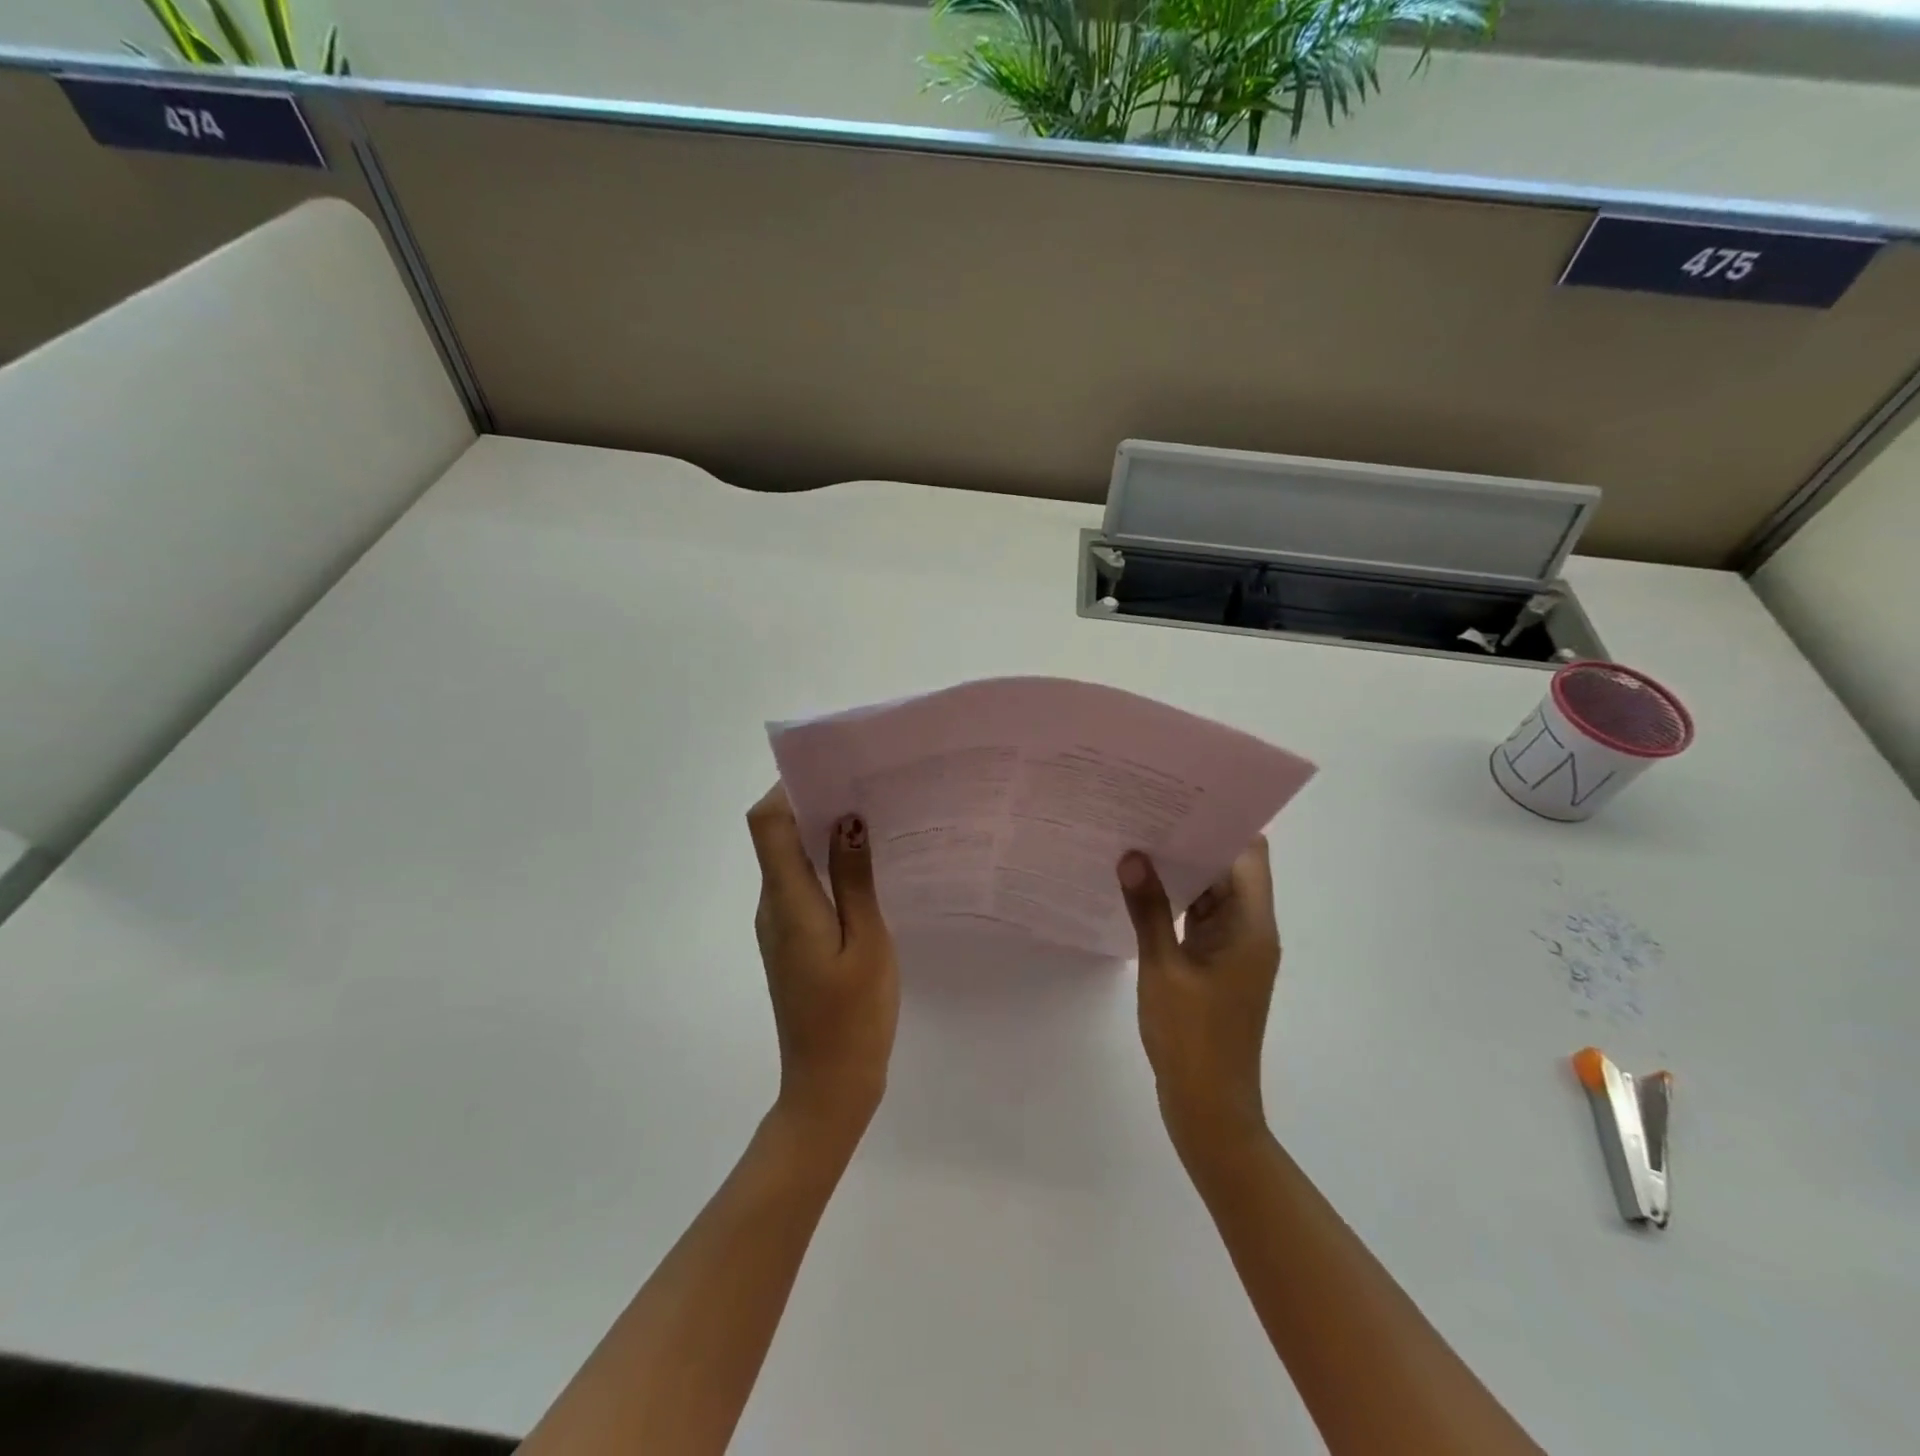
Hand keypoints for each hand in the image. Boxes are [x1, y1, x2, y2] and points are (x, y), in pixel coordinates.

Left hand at [747, 785, 898, 1144]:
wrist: (829, 1085)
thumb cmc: (853, 1015)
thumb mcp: (867, 941)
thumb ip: (854, 877)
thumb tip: (847, 817)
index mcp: (787, 900)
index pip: (766, 823)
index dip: (789, 787)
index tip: (834, 770)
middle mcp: (772, 904)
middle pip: (775, 835)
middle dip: (812, 802)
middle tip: (865, 786)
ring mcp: (778, 924)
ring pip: (788, 859)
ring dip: (820, 833)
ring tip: (872, 817)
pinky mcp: (791, 940)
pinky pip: (801, 885)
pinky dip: (824, 865)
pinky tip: (865, 868)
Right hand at [1118, 838, 1279, 1154]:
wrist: (1209, 1108)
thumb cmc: (1193, 1038)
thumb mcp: (1163, 969)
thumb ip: (1148, 909)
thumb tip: (1131, 856)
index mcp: (1251, 925)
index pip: (1247, 855)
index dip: (1220, 823)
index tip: (1179, 800)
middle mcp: (1250, 929)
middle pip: (1229, 868)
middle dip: (1191, 841)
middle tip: (1144, 813)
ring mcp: (1233, 948)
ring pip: (1211, 892)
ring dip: (1180, 871)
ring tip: (1134, 841)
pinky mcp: (1215, 964)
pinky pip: (1198, 918)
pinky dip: (1175, 901)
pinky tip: (1137, 888)